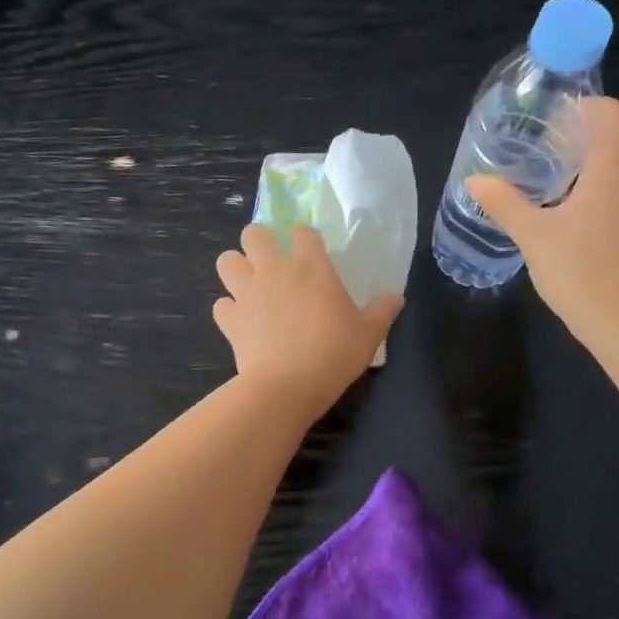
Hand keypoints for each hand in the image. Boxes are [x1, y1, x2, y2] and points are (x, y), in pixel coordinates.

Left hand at [214, 224, 402, 418]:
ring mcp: (247, 293)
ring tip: (250, 285)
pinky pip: (221, 305)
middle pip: (254, 234)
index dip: (304, 238)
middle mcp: (274, 270)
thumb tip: (397, 296)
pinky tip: (242, 322)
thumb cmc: (334, 354)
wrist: (287, 386)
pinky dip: (229, 311)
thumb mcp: (369, 334)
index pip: (302, 231)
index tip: (311, 252)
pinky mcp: (230, 320)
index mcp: (311, 266)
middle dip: (260, 242)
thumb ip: (382, 310)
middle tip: (273, 263)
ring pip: (226, 261)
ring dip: (237, 269)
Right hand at [466, 97, 618, 344]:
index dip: (587, 107)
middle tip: (537, 158)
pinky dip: (597, 203)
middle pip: (612, 146)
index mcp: (613, 170)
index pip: (613, 114)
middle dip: (576, 146)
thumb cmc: (581, 270)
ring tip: (547, 194)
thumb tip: (475, 180)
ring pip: (616, 178)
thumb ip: (504, 203)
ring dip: (585, 178)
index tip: (554, 119)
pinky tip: (569, 229)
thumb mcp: (532, 235)